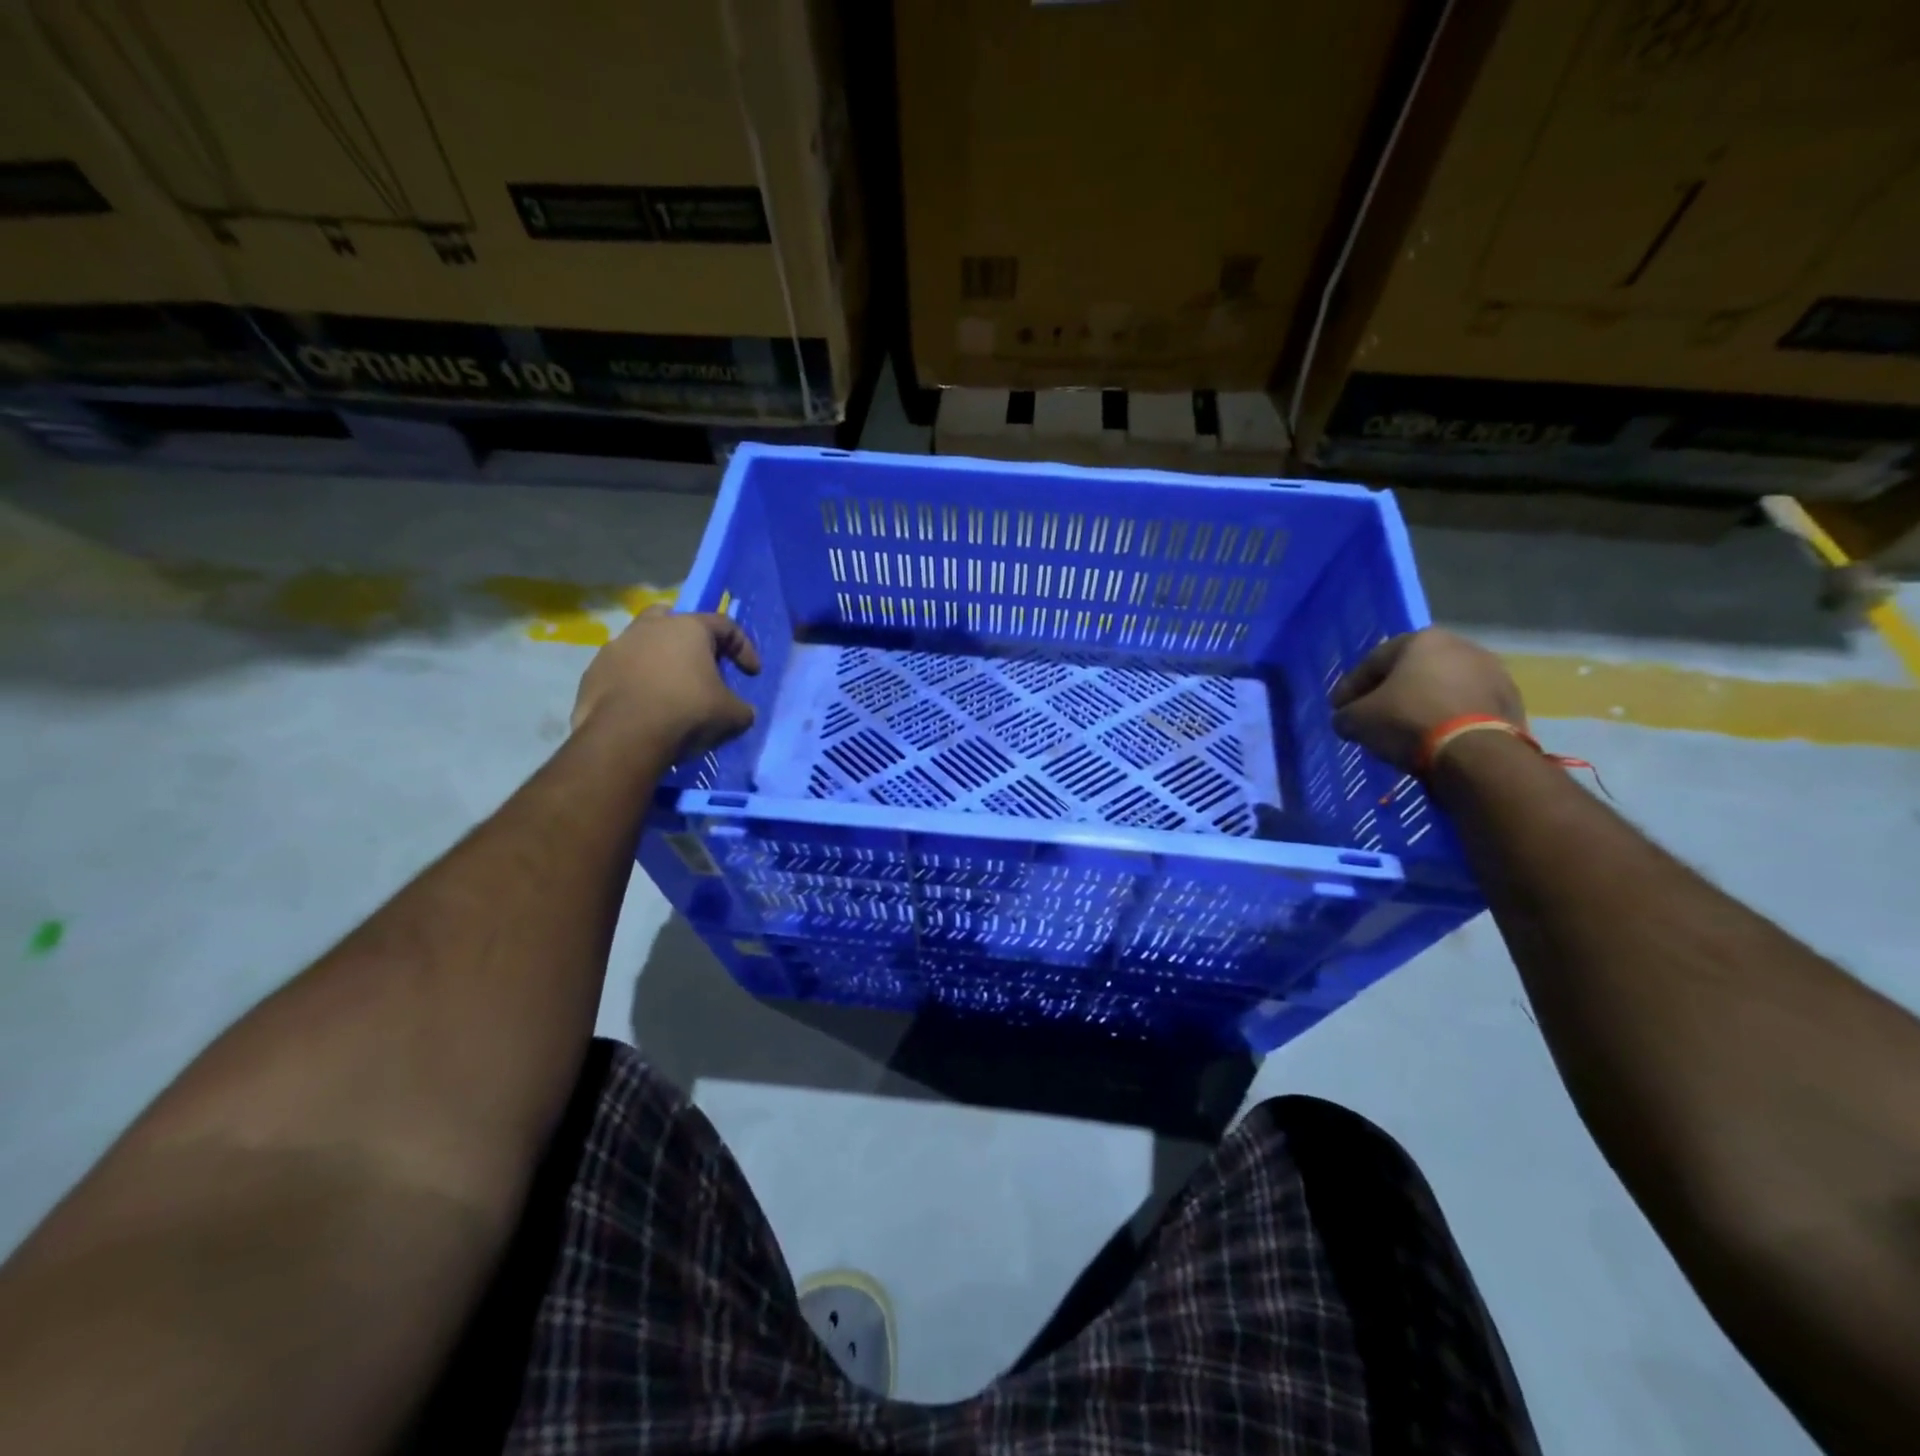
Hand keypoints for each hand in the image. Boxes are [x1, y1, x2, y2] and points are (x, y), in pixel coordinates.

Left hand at [572, 607, 760, 756]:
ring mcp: (616, 647)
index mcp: (688, 628)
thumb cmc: (687, 713)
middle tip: (700, 664)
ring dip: (658, 660)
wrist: (625, 737)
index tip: (751, 673)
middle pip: (674, 619)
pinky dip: (635, 682)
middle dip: (690, 639)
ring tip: (669, 690)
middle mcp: (650, 627)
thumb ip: (742, 708)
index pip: (725, 625)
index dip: (743, 647)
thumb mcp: (732, 715)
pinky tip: (643, 707)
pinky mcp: (593, 672)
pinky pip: (621, 670)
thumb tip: (742, 711)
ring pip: (643, 643)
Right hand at [1330, 628, 1523, 773]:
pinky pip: (1466, 707)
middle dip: (1389, 693)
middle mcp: (1460, 646)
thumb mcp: (1358, 720)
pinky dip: (1447, 718)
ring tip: (1404, 731)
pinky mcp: (1511, 701)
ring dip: (1421, 705)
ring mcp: (1492, 672)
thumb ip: (1345, 715)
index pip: (1372, 662)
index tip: (1338, 710)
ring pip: (1442, 688)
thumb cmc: (1408, 721)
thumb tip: (1346, 720)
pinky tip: (1434, 739)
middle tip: (1371, 717)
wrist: (1476, 753)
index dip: (1350, 688)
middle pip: (1411, 671)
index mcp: (1422, 640)